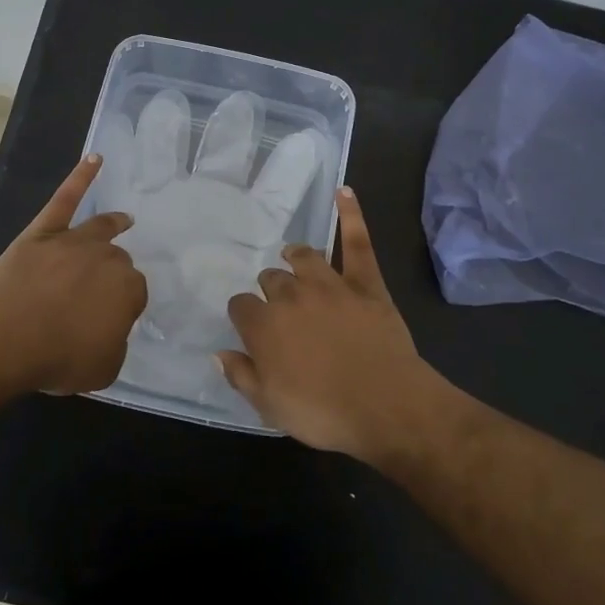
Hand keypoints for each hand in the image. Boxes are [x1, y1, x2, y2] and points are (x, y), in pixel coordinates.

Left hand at [0, 155, 146, 393]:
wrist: (7, 337)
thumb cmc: (58, 357)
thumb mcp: (102, 369)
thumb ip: (114, 346)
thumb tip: (109, 332)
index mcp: (128, 289)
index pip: (134, 294)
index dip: (123, 308)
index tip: (110, 321)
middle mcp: (108, 258)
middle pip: (117, 260)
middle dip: (113, 274)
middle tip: (99, 293)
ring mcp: (75, 240)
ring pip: (100, 228)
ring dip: (113, 224)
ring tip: (124, 220)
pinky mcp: (44, 231)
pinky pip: (65, 198)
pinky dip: (81, 177)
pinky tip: (94, 159)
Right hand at [218, 188, 452, 461]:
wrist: (386, 406)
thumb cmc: (323, 412)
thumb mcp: (270, 407)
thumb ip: (241, 376)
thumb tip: (218, 352)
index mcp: (264, 326)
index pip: (241, 306)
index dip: (244, 315)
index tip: (251, 327)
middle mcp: (291, 296)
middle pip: (271, 279)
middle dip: (270, 289)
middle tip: (280, 308)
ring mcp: (330, 285)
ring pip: (304, 257)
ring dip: (296, 255)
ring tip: (293, 255)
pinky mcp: (365, 283)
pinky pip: (357, 243)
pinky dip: (351, 215)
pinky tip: (345, 192)